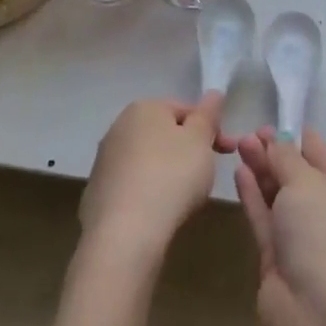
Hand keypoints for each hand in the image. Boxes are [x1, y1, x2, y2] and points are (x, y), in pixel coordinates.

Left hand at [80, 94, 232, 264]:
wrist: (125, 231)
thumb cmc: (171, 176)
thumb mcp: (200, 140)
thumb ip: (208, 115)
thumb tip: (213, 93)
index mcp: (143, 108)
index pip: (185, 109)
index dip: (210, 128)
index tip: (227, 151)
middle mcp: (118, 127)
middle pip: (164, 133)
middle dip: (188, 149)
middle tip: (207, 173)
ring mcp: (104, 160)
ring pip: (148, 159)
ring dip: (168, 171)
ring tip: (184, 196)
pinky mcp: (97, 191)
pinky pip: (133, 184)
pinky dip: (148, 192)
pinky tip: (159, 210)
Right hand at [234, 129, 325, 315]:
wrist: (315, 310)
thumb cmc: (323, 234)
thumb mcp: (307, 184)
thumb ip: (287, 159)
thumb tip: (277, 141)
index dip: (302, 141)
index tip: (279, 122)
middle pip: (300, 178)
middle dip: (276, 154)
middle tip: (250, 133)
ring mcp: (303, 240)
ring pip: (280, 197)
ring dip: (262, 171)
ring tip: (240, 144)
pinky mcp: (278, 258)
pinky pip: (264, 218)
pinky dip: (253, 195)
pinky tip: (239, 172)